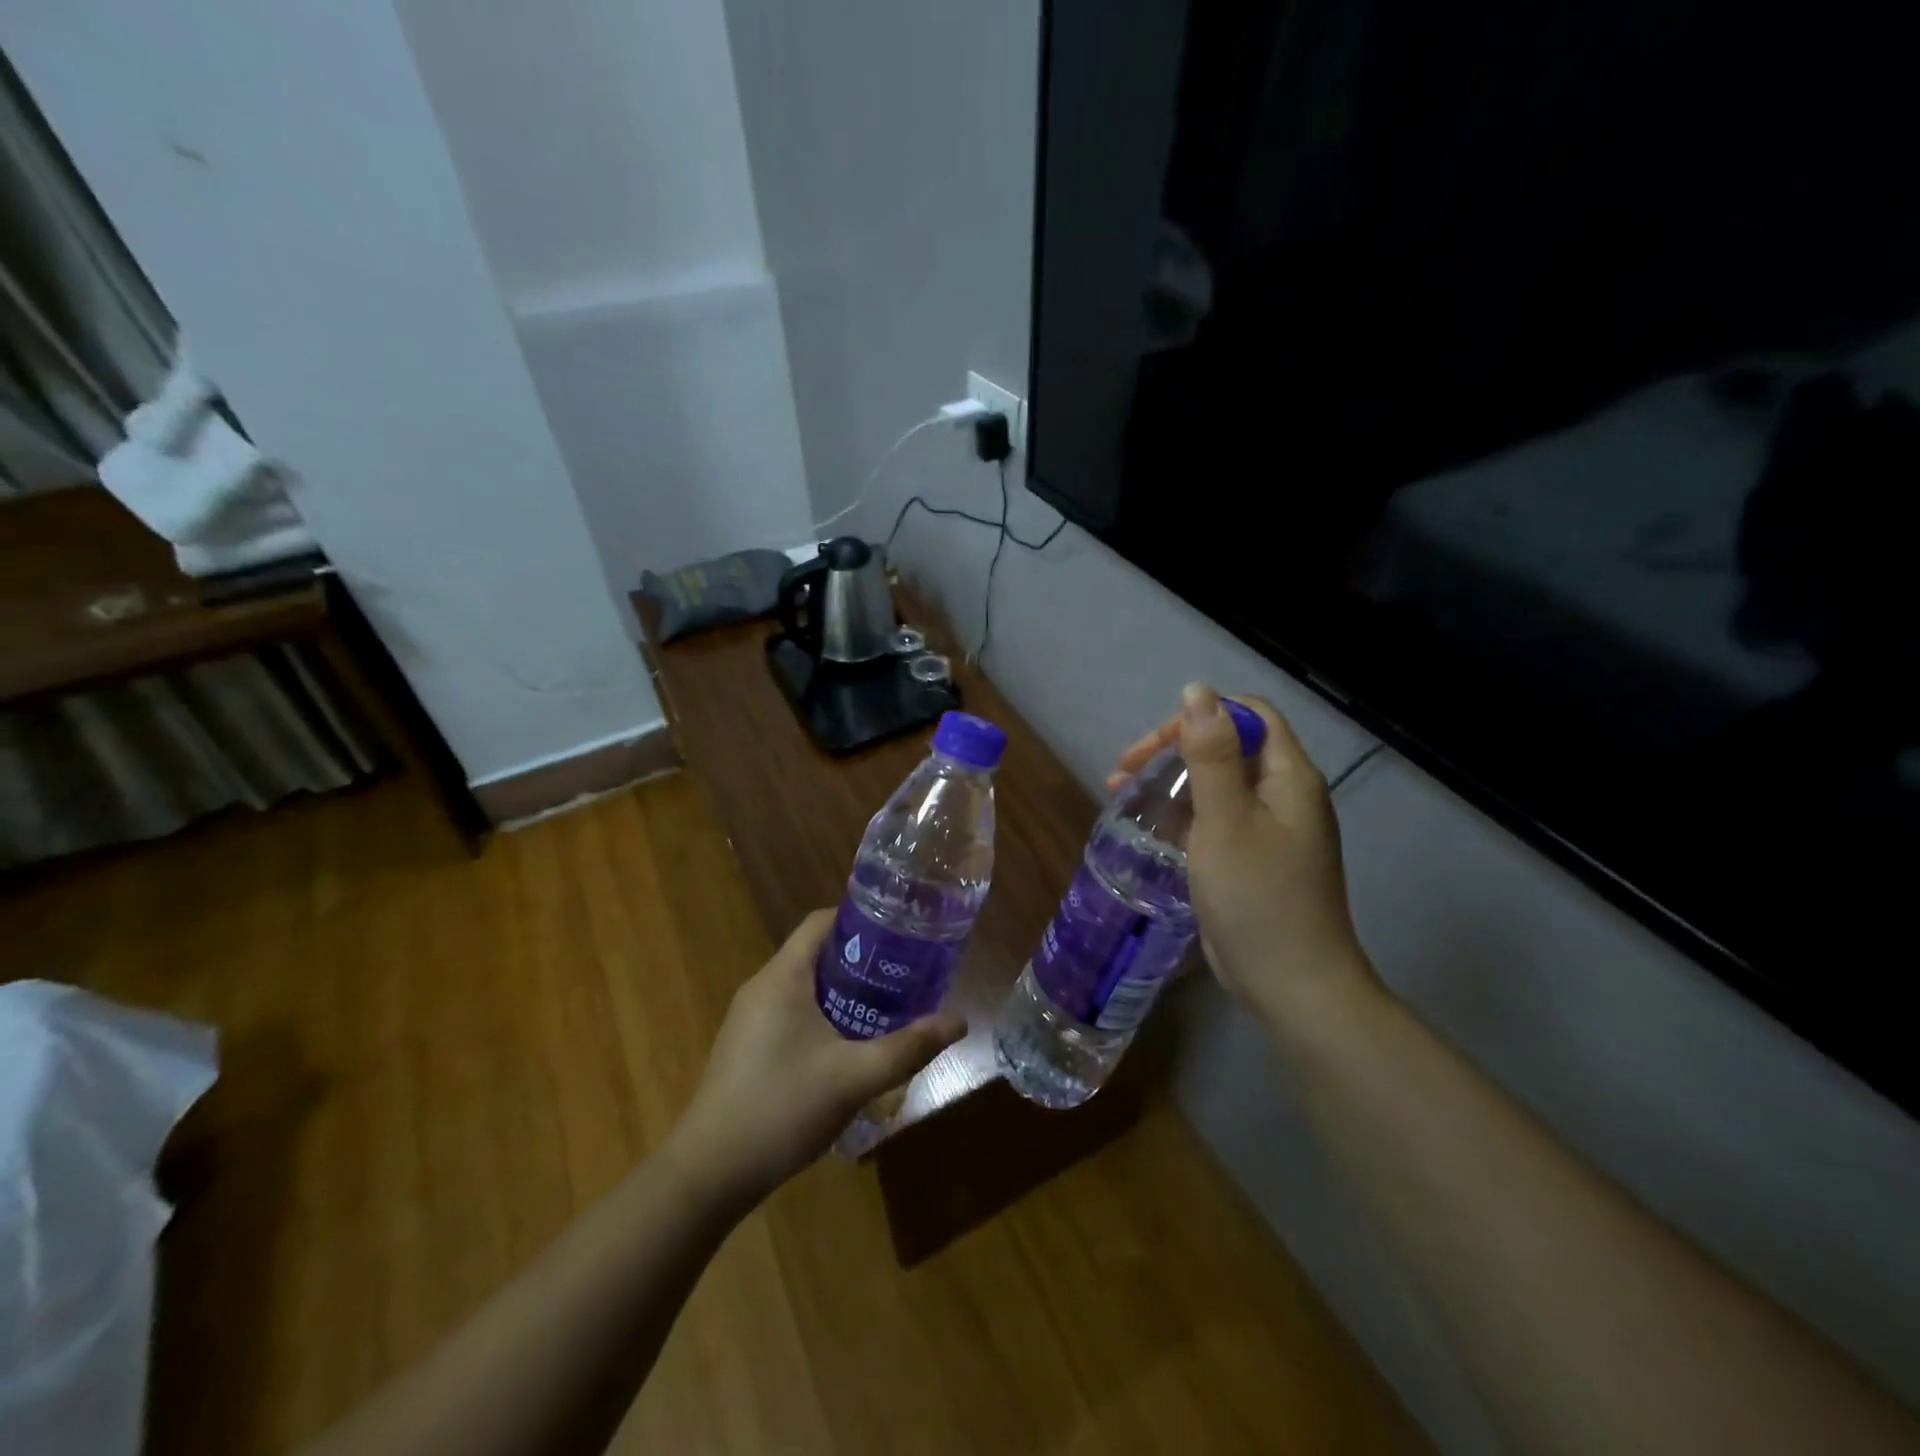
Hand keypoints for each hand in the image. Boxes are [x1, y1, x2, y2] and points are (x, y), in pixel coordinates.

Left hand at [667, 910, 964, 1212]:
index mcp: (782, 977)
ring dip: (843, 989)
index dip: (861, 918)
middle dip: (861, 958)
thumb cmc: (781, 1108)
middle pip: (816, 952)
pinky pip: (790, 1011)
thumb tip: (959, 1021)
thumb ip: (908, 1047)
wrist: (708, 1173)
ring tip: (885, 1004)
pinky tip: (848, 1044)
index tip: (900, 931)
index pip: (821, 921)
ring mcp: (749, 1018)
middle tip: (903, 972)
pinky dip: (822, 1013)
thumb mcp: (854, 1077)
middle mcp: (762, 987)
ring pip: (804, 985)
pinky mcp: (746, 1046)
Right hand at [1111, 685, 1382, 1032]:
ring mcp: (1271, 829)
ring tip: (1120, 794)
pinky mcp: (1255, 858)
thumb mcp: (1225, 819)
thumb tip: (1197, 690)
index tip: (1152, 748)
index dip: (1198, 717)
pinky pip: (1216, 817)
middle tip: (1123, 772)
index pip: (1246, 715)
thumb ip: (1211, 754)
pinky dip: (1182, 813)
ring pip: (1217, 782)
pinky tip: (1150, 827)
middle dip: (1172, 749)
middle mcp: (1284, 794)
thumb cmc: (1258, 896)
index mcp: (1289, 776)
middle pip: (1229, 745)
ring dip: (1170, 780)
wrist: (1293, 985)